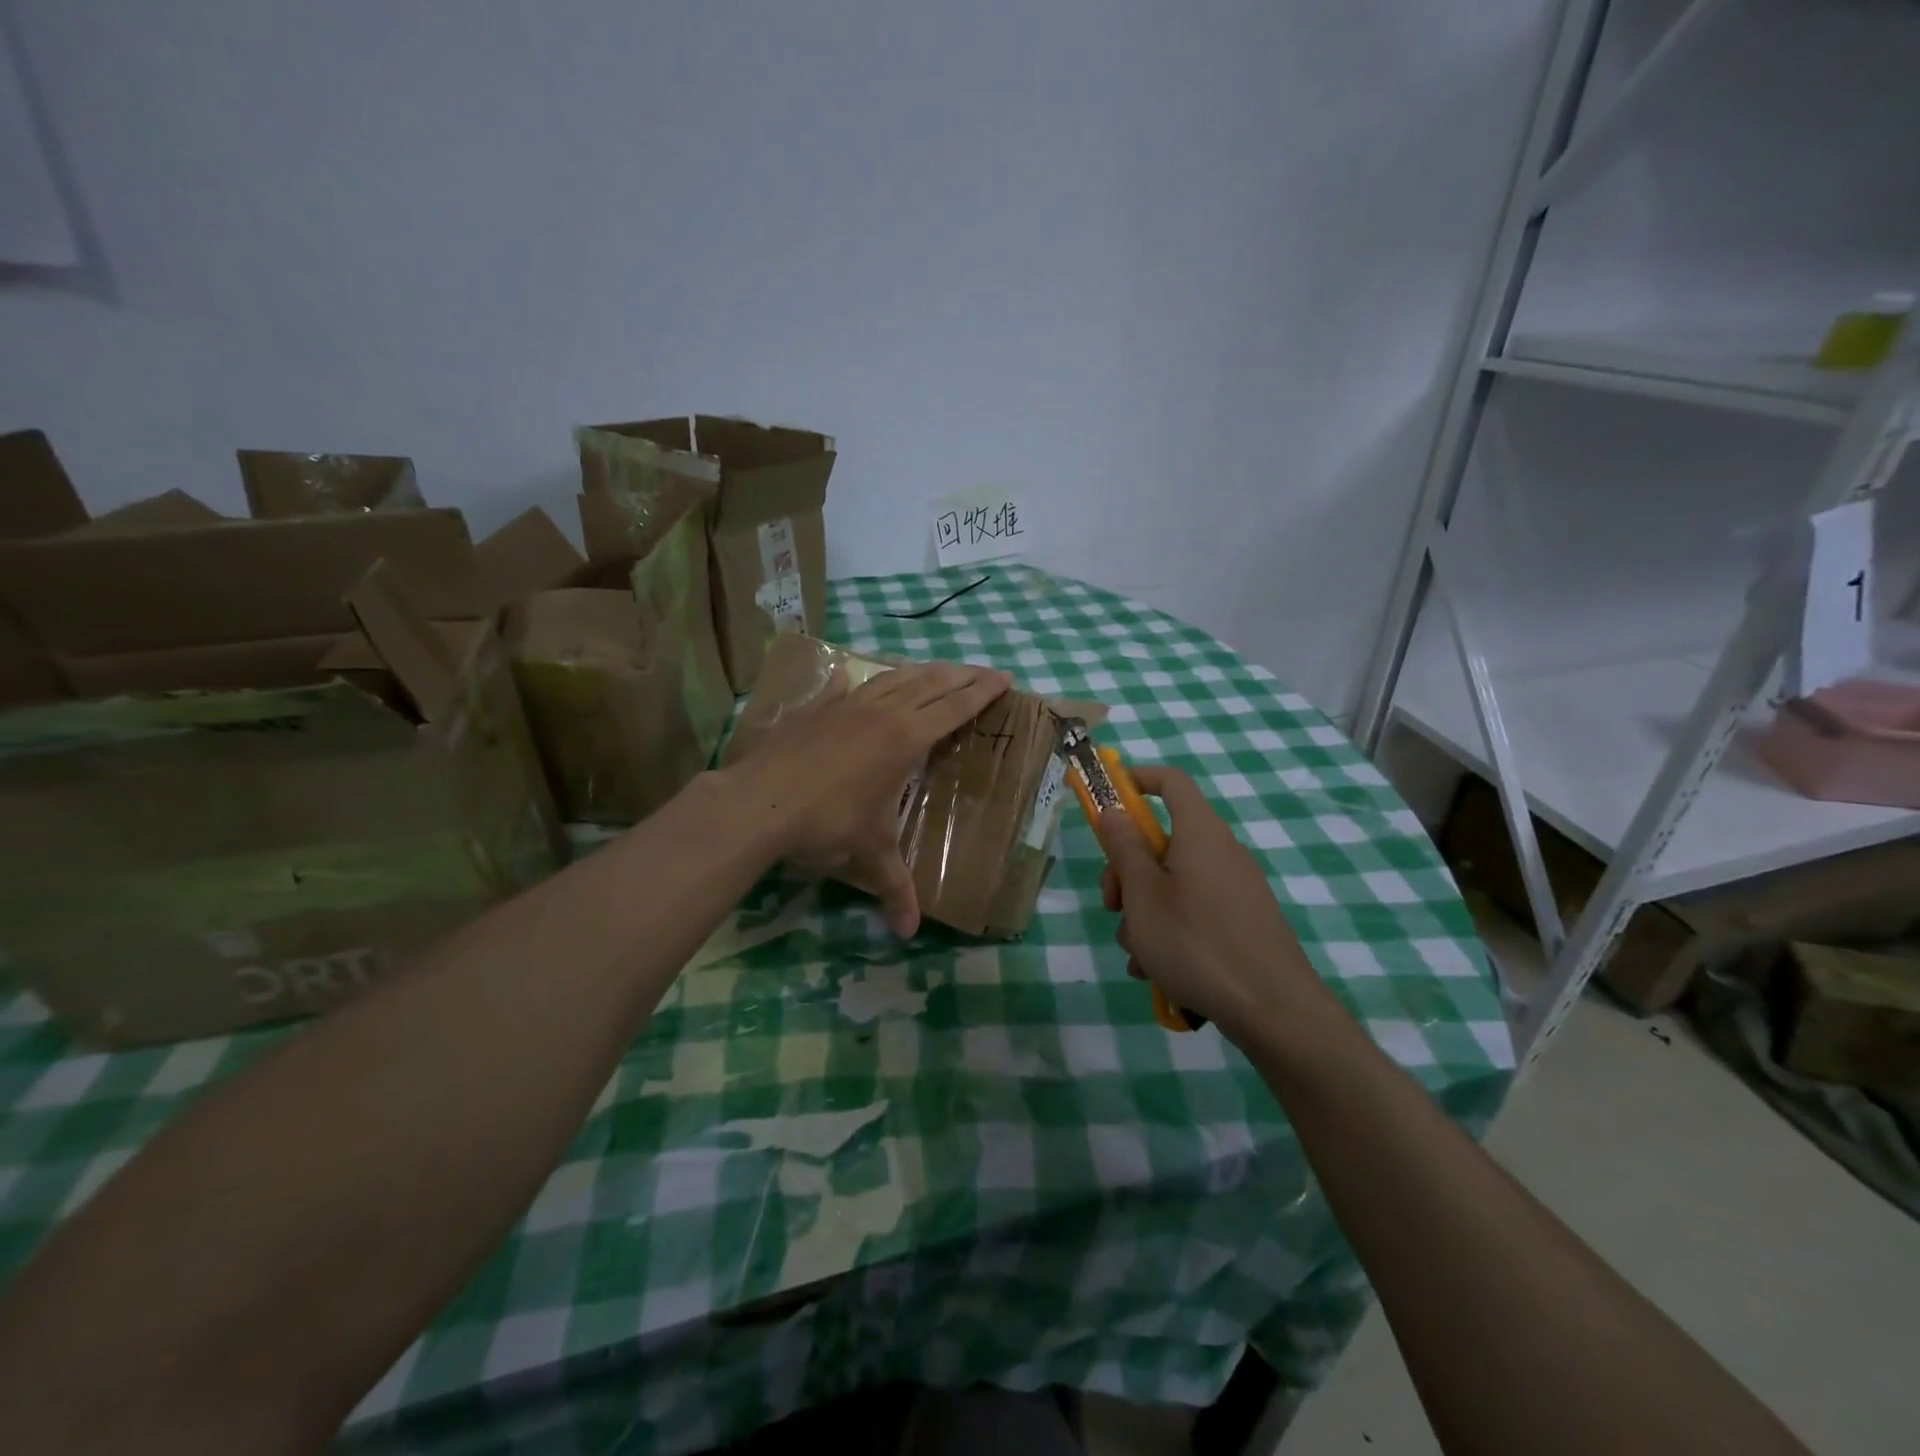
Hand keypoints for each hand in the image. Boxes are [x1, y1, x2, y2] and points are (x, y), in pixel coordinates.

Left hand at [724, 659, 1011, 936]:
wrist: (760, 800)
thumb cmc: (827, 822)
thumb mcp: (869, 854)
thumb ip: (895, 889)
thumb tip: (909, 933)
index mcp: (906, 737)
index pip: (956, 706)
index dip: (983, 691)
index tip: (1005, 678)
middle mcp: (883, 711)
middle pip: (932, 681)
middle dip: (963, 674)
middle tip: (985, 671)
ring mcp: (847, 703)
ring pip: (894, 676)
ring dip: (922, 671)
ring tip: (937, 670)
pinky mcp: (817, 707)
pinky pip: (847, 686)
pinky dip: (861, 681)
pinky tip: (853, 677)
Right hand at [1096, 765, 1335, 1044]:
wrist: (1274, 1010)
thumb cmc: (1197, 943)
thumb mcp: (1143, 895)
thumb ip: (1124, 848)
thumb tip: (1114, 810)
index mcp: (1200, 834)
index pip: (1172, 782)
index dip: (1138, 780)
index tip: (1108, 800)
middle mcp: (1221, 853)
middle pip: (1163, 841)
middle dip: (1127, 871)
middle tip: (1113, 907)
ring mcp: (1235, 889)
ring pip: (1173, 884)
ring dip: (1145, 912)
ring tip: (1138, 955)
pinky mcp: (1243, 922)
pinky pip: (1194, 912)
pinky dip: (1170, 932)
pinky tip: (1159, 971)